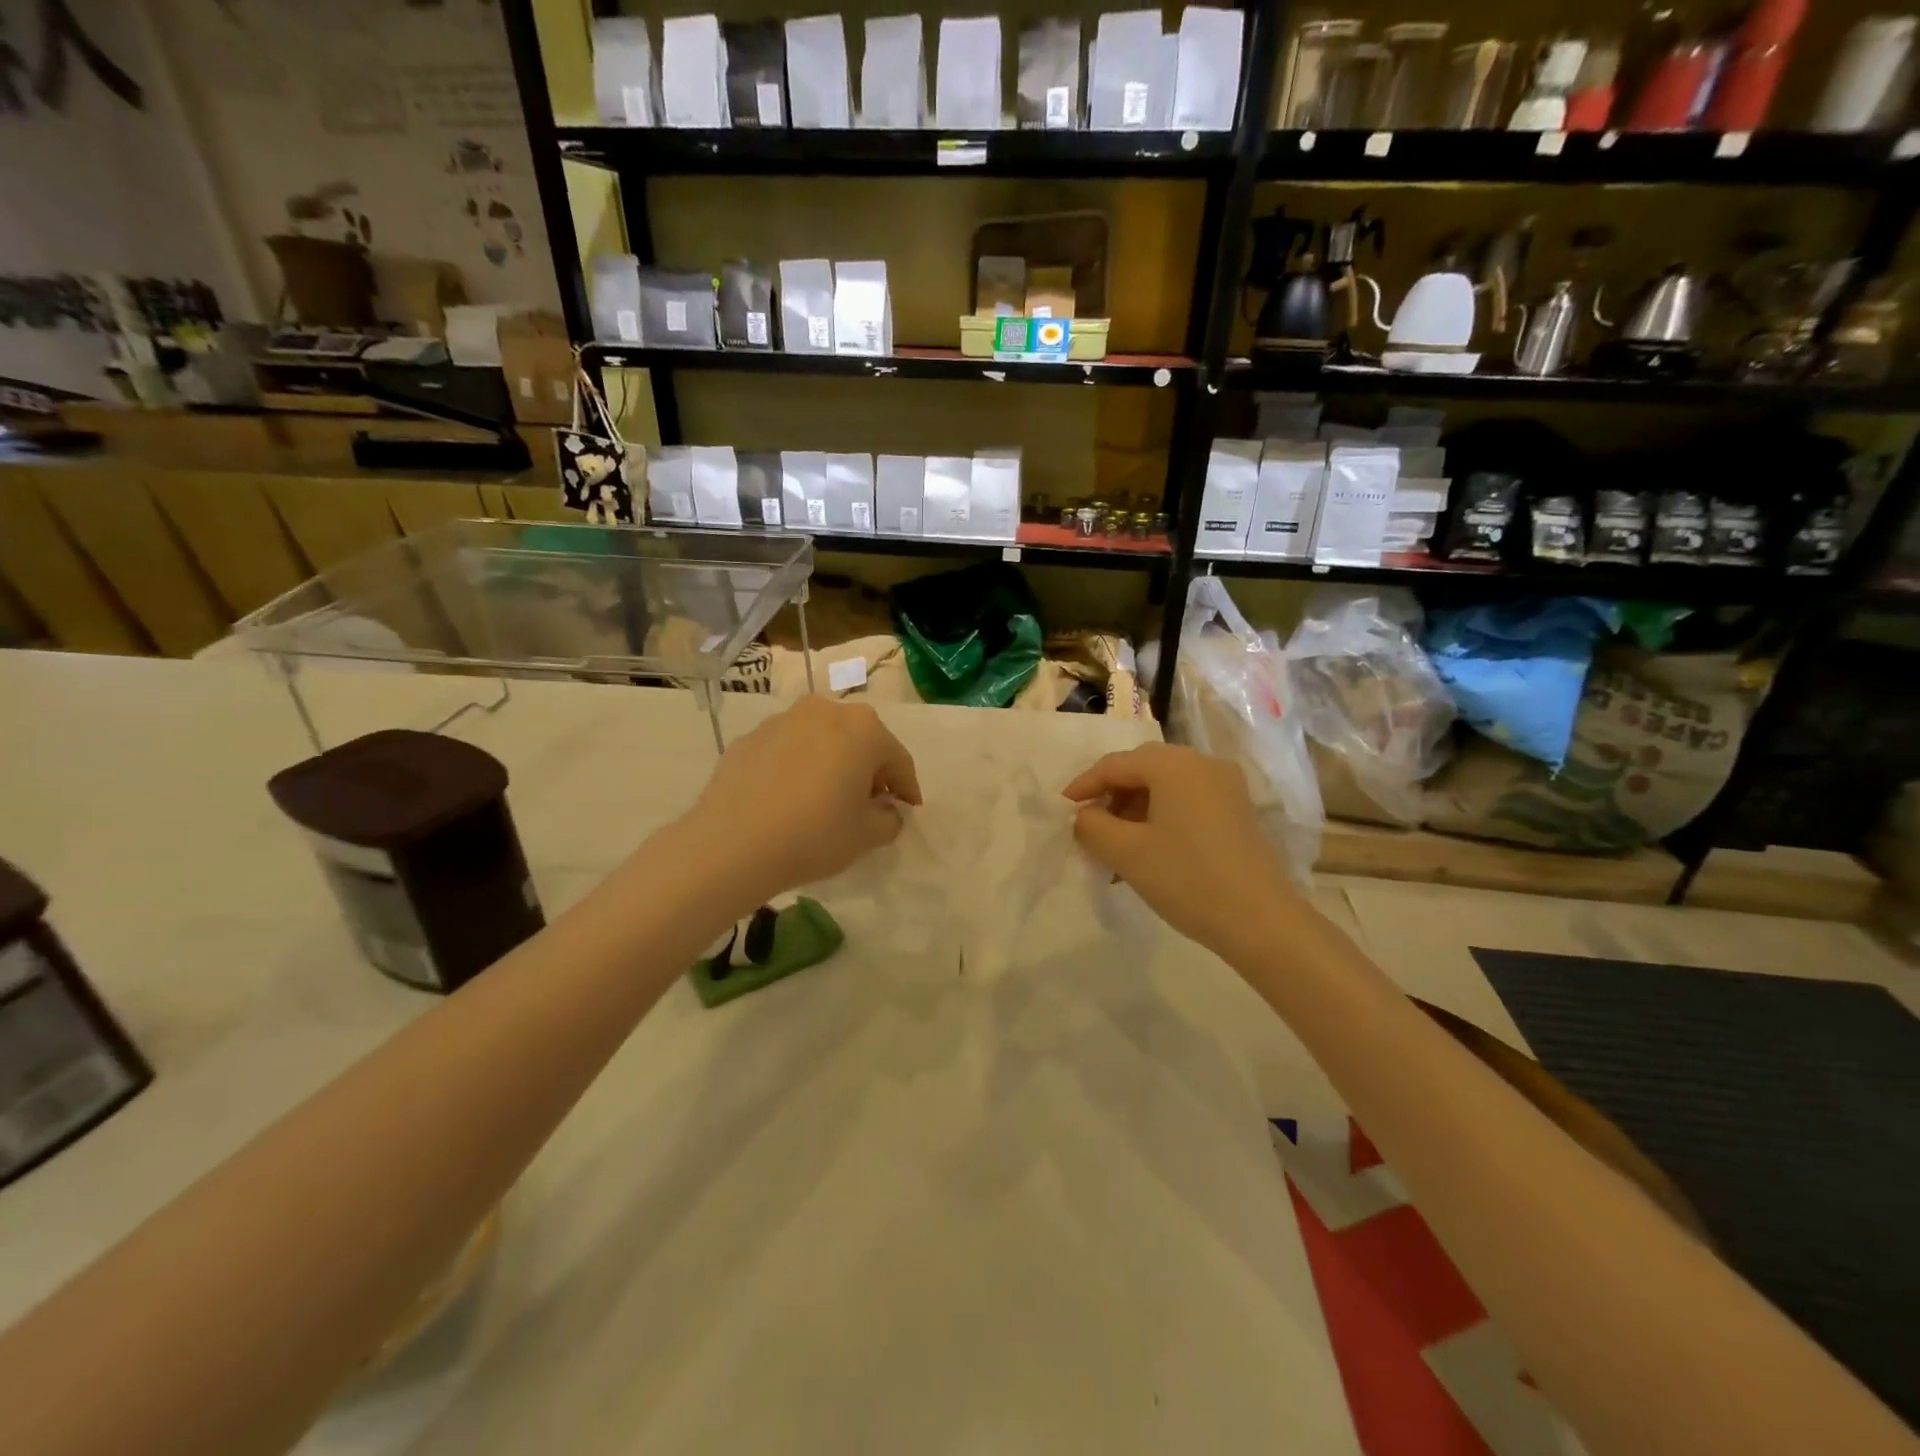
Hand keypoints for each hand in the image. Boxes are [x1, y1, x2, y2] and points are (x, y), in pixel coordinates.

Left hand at [683, 696, 921, 905]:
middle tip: (869, 804)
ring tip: (826, 800)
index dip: (907, 789)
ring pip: (822, 741)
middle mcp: (825, 711)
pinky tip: (789, 799)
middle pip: (860, 741)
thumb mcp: (868, 836)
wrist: (732, 844)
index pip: (898, 759)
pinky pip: (788, 751)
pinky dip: (797, 768)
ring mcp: (783, 720)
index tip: (908, 811)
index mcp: (864, 728)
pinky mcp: (750, 738)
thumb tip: (884, 809)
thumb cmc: (815, 835)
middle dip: (869, 770)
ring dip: (832, 764)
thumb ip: (889, 818)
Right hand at [1064, 743, 1296, 955]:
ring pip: (1164, 789)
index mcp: (1174, 764)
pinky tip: (1146, 853)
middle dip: (1110, 799)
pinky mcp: (1237, 811)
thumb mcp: (1126, 852)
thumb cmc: (1186, 878)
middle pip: (1141, 771)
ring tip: (1114, 849)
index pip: (1114, 765)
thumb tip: (1084, 816)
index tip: (1062, 812)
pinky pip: (1186, 803)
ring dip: (1133, 812)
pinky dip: (1159, 820)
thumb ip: (1091, 825)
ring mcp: (1225, 787)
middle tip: (1088, 829)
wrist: (1261, 921)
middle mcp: (1202, 764)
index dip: (1083, 787)